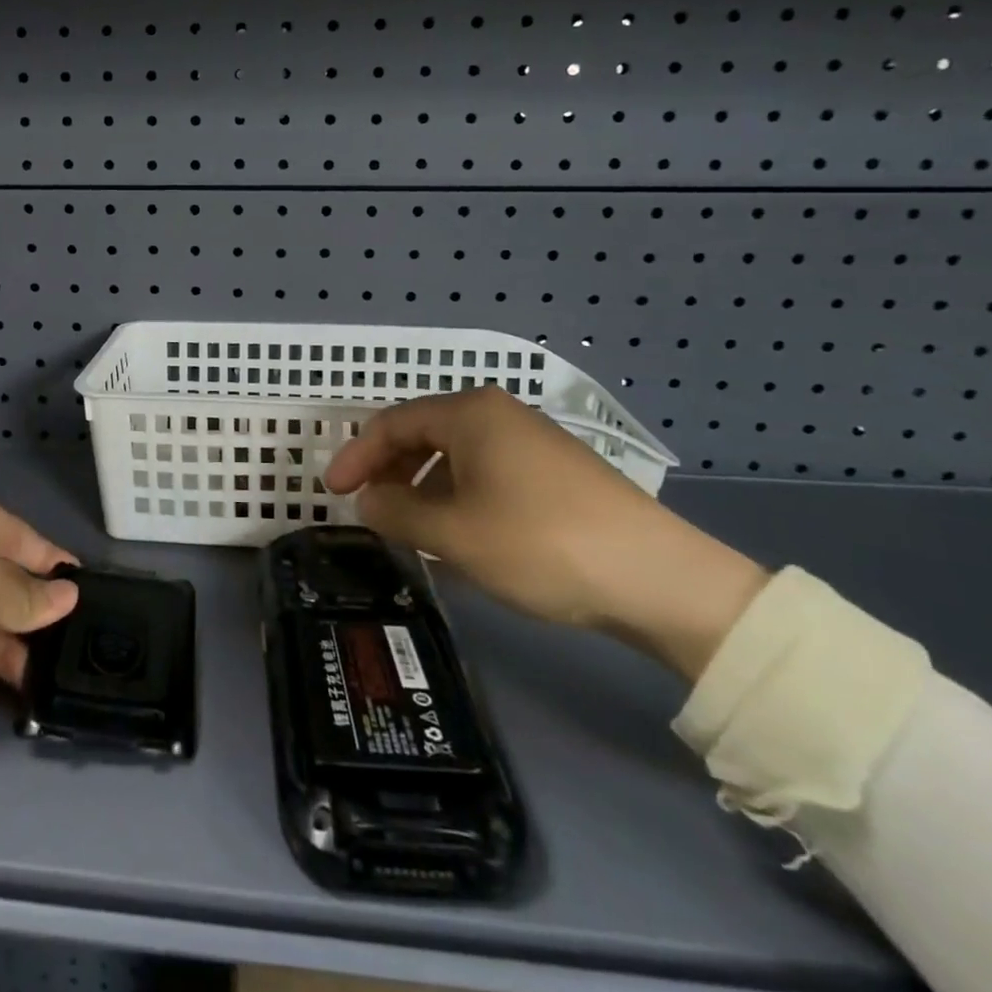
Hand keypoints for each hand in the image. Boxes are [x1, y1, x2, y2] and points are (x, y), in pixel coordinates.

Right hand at [324, 388, 767, 681]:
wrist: (658, 578)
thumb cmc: (539, 543)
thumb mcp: (454, 534)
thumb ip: (397, 513)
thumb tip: (368, 501)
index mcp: (470, 413)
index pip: (392, 423)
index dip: (356, 456)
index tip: (332, 492)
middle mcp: (498, 414)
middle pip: (423, 434)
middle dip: (389, 470)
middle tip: (368, 507)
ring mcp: (531, 441)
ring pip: (456, 456)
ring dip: (423, 488)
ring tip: (410, 528)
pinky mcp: (555, 472)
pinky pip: (486, 473)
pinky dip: (458, 497)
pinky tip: (460, 535)